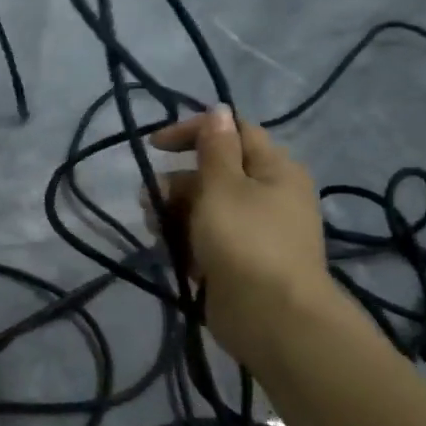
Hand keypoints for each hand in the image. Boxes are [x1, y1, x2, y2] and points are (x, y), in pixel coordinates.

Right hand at [150, 106, 332, 366]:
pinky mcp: (239, 260)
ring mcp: (254, 230)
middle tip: (152, 199)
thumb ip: (216, 147)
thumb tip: (219, 109)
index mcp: (274, 169)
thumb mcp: (223, 185)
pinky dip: (186, 240)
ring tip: (157, 229)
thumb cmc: (246, 240)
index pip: (234, 131)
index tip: (155, 146)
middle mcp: (268, 194)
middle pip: (213, 171)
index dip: (194, 131)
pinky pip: (205, 237)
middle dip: (177, 182)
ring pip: (204, 206)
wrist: (271, 317)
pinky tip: (170, 251)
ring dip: (174, 212)